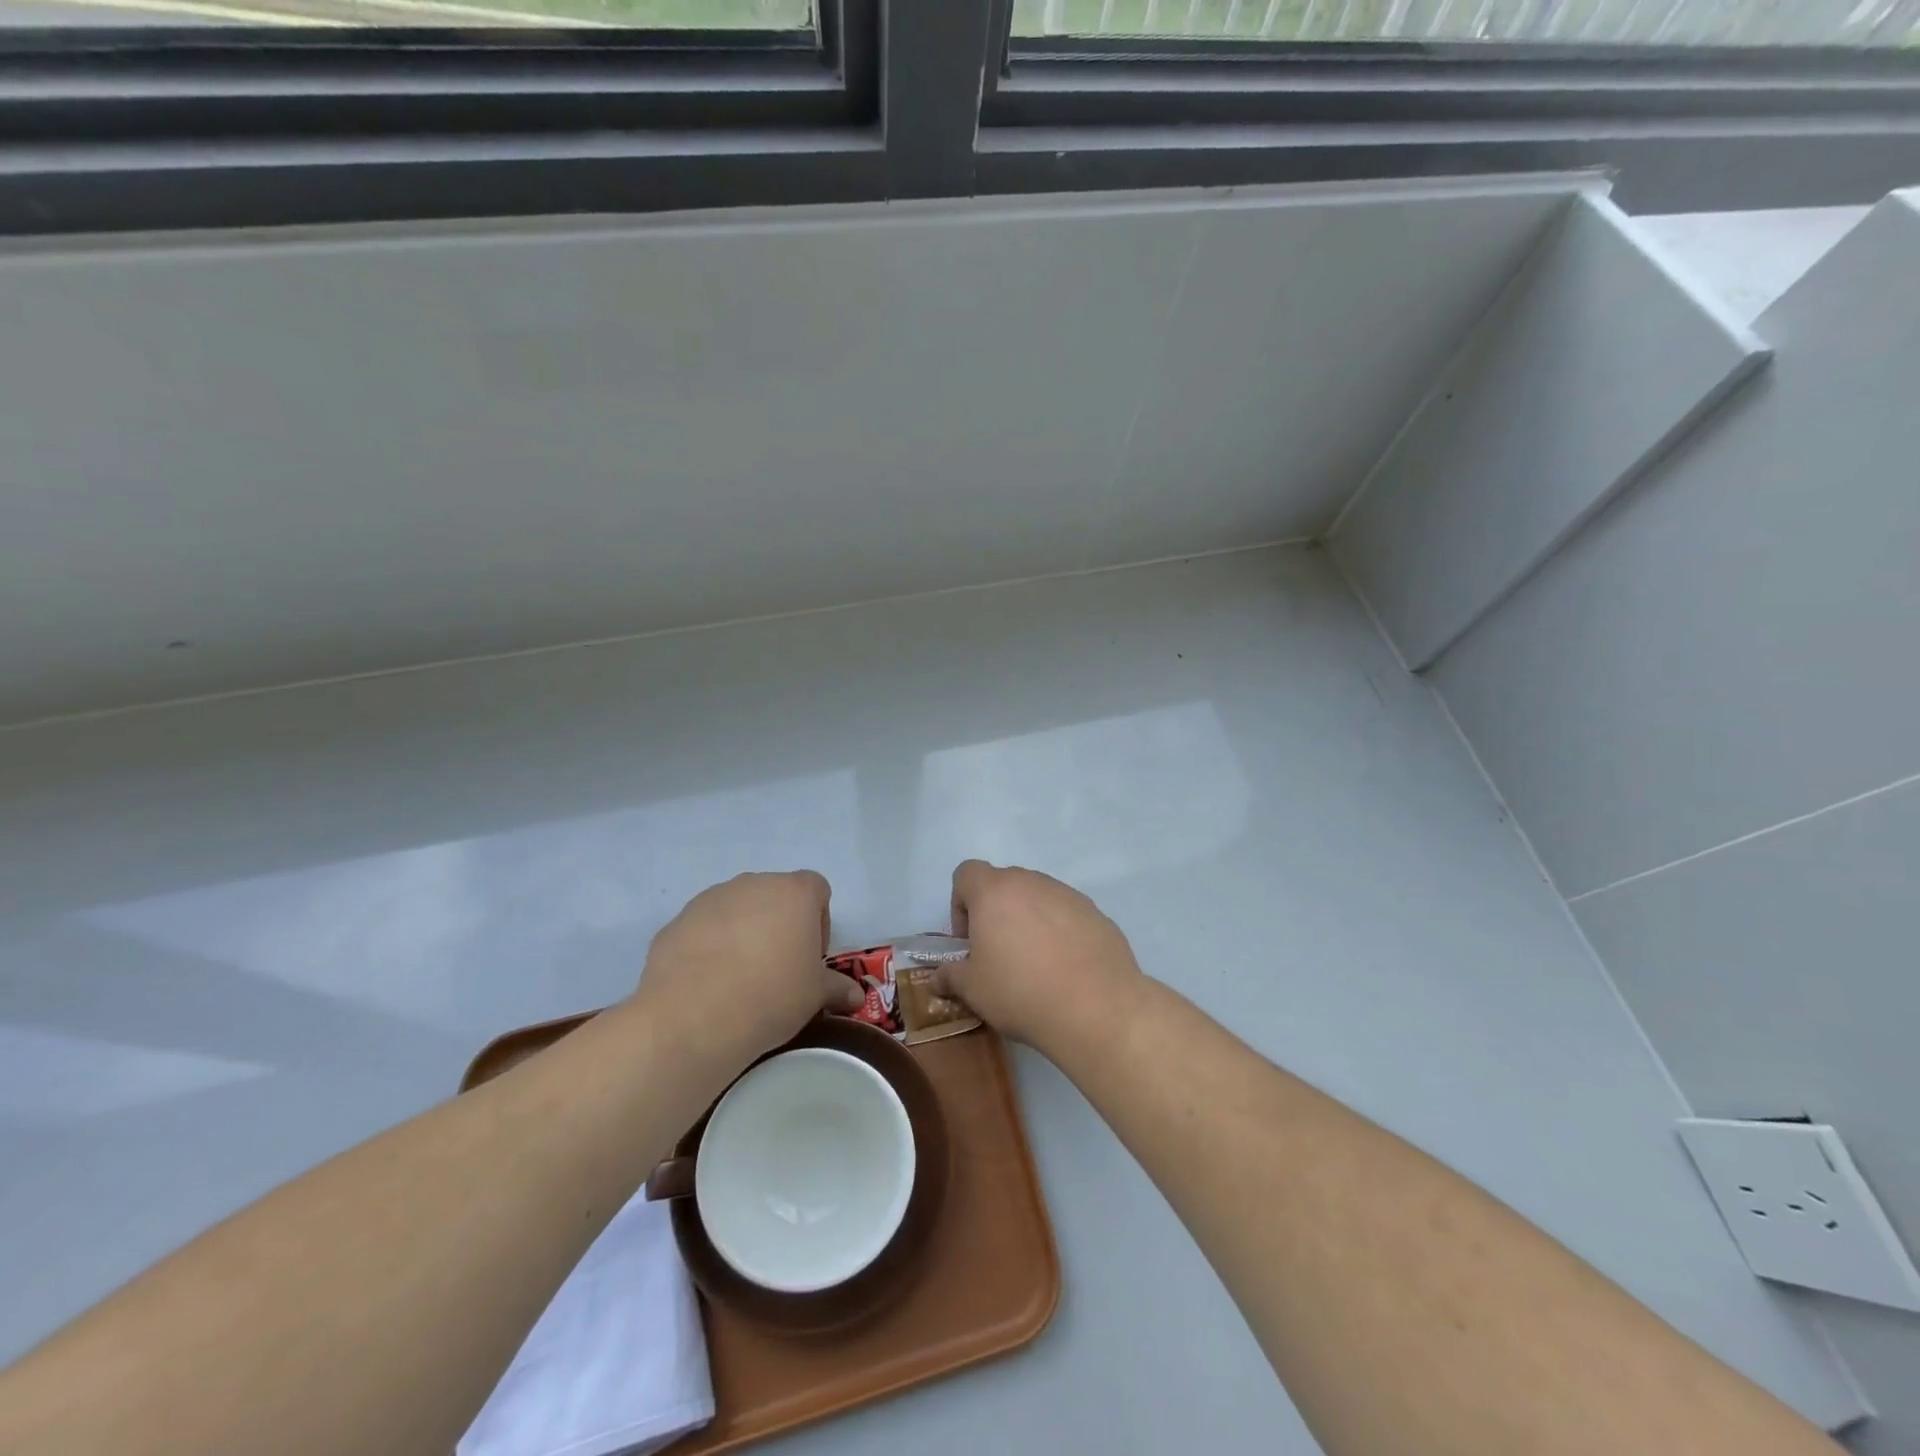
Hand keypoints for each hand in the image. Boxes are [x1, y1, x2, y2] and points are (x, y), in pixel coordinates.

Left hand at [634, 871, 862, 1067]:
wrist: (693, 1017)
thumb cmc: (771, 995)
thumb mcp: (815, 996)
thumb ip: (838, 988)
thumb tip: (857, 998)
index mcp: (795, 893)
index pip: (816, 889)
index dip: (818, 921)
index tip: (810, 957)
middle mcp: (754, 884)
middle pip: (775, 896)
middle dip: (779, 925)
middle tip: (777, 968)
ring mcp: (712, 898)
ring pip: (738, 909)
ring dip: (744, 932)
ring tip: (739, 978)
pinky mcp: (678, 920)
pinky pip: (705, 928)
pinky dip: (710, 946)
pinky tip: (708, 983)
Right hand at [939, 860, 1145, 1055]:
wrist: (1096, 1007)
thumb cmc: (1020, 991)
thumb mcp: (972, 990)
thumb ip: (950, 976)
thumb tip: (938, 977)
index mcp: (994, 891)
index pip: (966, 873)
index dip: (960, 903)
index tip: (968, 940)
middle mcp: (1032, 882)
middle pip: (1004, 884)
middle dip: (996, 913)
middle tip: (998, 954)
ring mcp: (1068, 895)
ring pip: (1038, 898)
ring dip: (1029, 921)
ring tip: (1035, 965)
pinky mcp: (1096, 913)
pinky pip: (1067, 915)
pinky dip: (1060, 933)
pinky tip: (1065, 969)